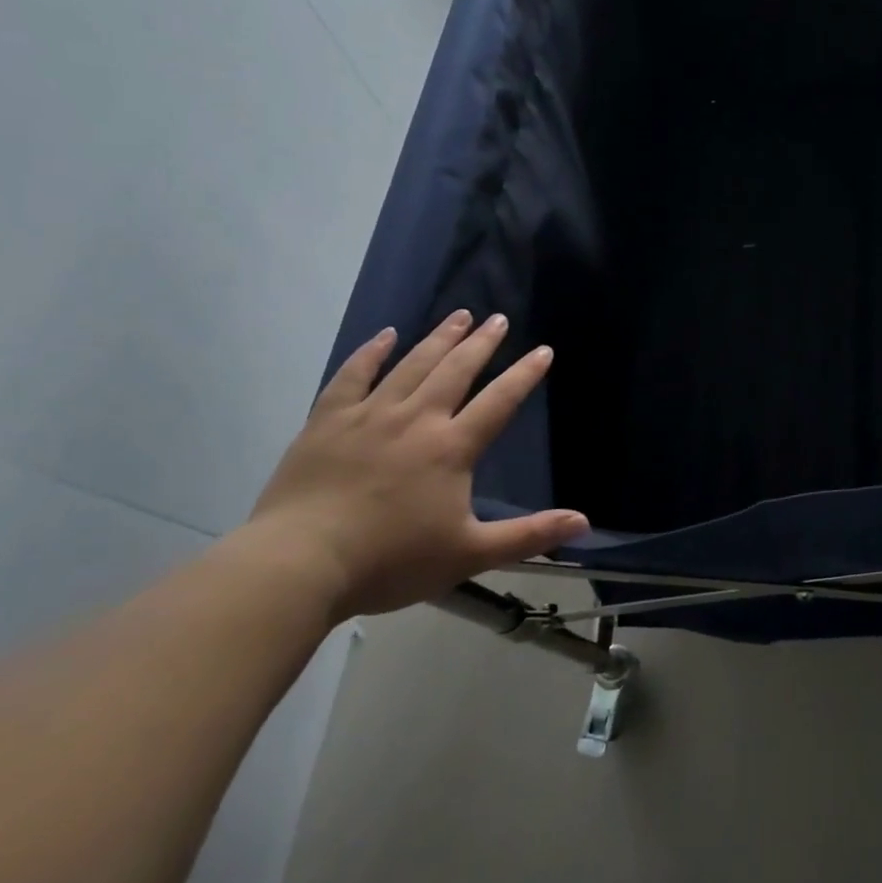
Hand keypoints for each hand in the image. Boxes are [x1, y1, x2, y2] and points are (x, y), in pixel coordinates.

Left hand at [241, 311, 588, 617]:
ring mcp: (368, 416)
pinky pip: (352, 376)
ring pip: (411, 365)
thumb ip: (529, 535)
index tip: (543, 350)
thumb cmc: (390, 561)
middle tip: (499, 319)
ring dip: (438, 338)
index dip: (524, 374)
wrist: (298, 566)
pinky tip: (384, 336)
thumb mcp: (470, 554)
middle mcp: (415, 419)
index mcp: (451, 447)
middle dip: (482, 343)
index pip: (499, 401)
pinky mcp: (327, 422)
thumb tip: (584, 523)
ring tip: (459, 316)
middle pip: (456, 370)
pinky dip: (370, 353)